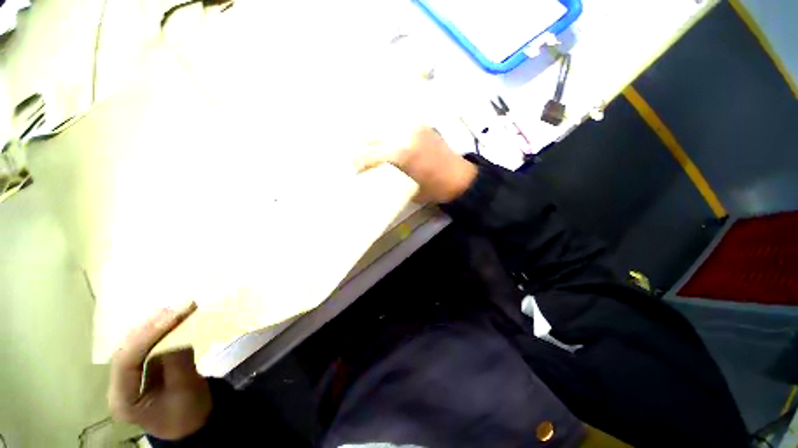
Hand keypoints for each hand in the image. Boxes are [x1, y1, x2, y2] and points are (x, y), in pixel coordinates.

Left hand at [108, 303, 211, 440]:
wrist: (194, 422)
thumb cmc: (189, 412)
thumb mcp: (186, 391)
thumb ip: (179, 364)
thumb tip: (179, 334)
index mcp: (122, 400)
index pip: (126, 362)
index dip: (147, 337)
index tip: (172, 316)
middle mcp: (118, 385)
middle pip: (128, 350)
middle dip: (151, 327)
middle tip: (177, 308)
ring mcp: (128, 377)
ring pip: (135, 345)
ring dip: (155, 326)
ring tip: (176, 309)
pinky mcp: (142, 369)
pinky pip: (147, 346)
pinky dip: (161, 331)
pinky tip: (172, 320)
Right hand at [358, 126, 477, 203]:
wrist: (460, 178)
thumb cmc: (434, 189)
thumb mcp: (407, 189)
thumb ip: (388, 179)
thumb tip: (373, 176)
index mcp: (400, 153)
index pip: (368, 154)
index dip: (357, 162)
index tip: (353, 169)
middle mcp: (403, 134)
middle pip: (371, 135)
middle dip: (360, 147)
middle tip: (356, 157)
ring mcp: (412, 126)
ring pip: (381, 125)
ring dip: (371, 136)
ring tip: (367, 147)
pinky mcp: (420, 124)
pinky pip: (396, 123)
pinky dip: (386, 129)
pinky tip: (383, 138)